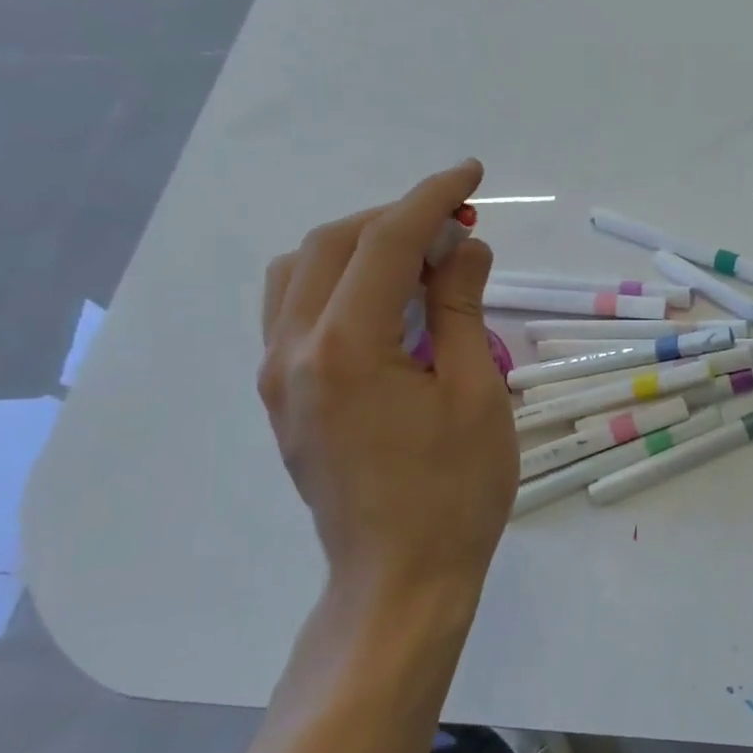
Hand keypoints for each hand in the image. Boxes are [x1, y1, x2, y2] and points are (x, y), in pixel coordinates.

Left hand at [258, 161, 516, 603]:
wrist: (401, 576)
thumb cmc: (455, 491)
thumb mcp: (474, 393)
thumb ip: (459, 309)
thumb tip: (463, 247)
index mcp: (345, 348)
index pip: (384, 242)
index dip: (432, 199)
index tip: (472, 176)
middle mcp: (292, 351)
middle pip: (332, 245)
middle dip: (395, 218)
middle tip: (456, 223)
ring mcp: (278, 376)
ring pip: (300, 273)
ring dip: (359, 246)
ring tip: (418, 257)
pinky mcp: (283, 398)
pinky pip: (295, 311)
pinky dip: (337, 282)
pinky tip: (383, 302)